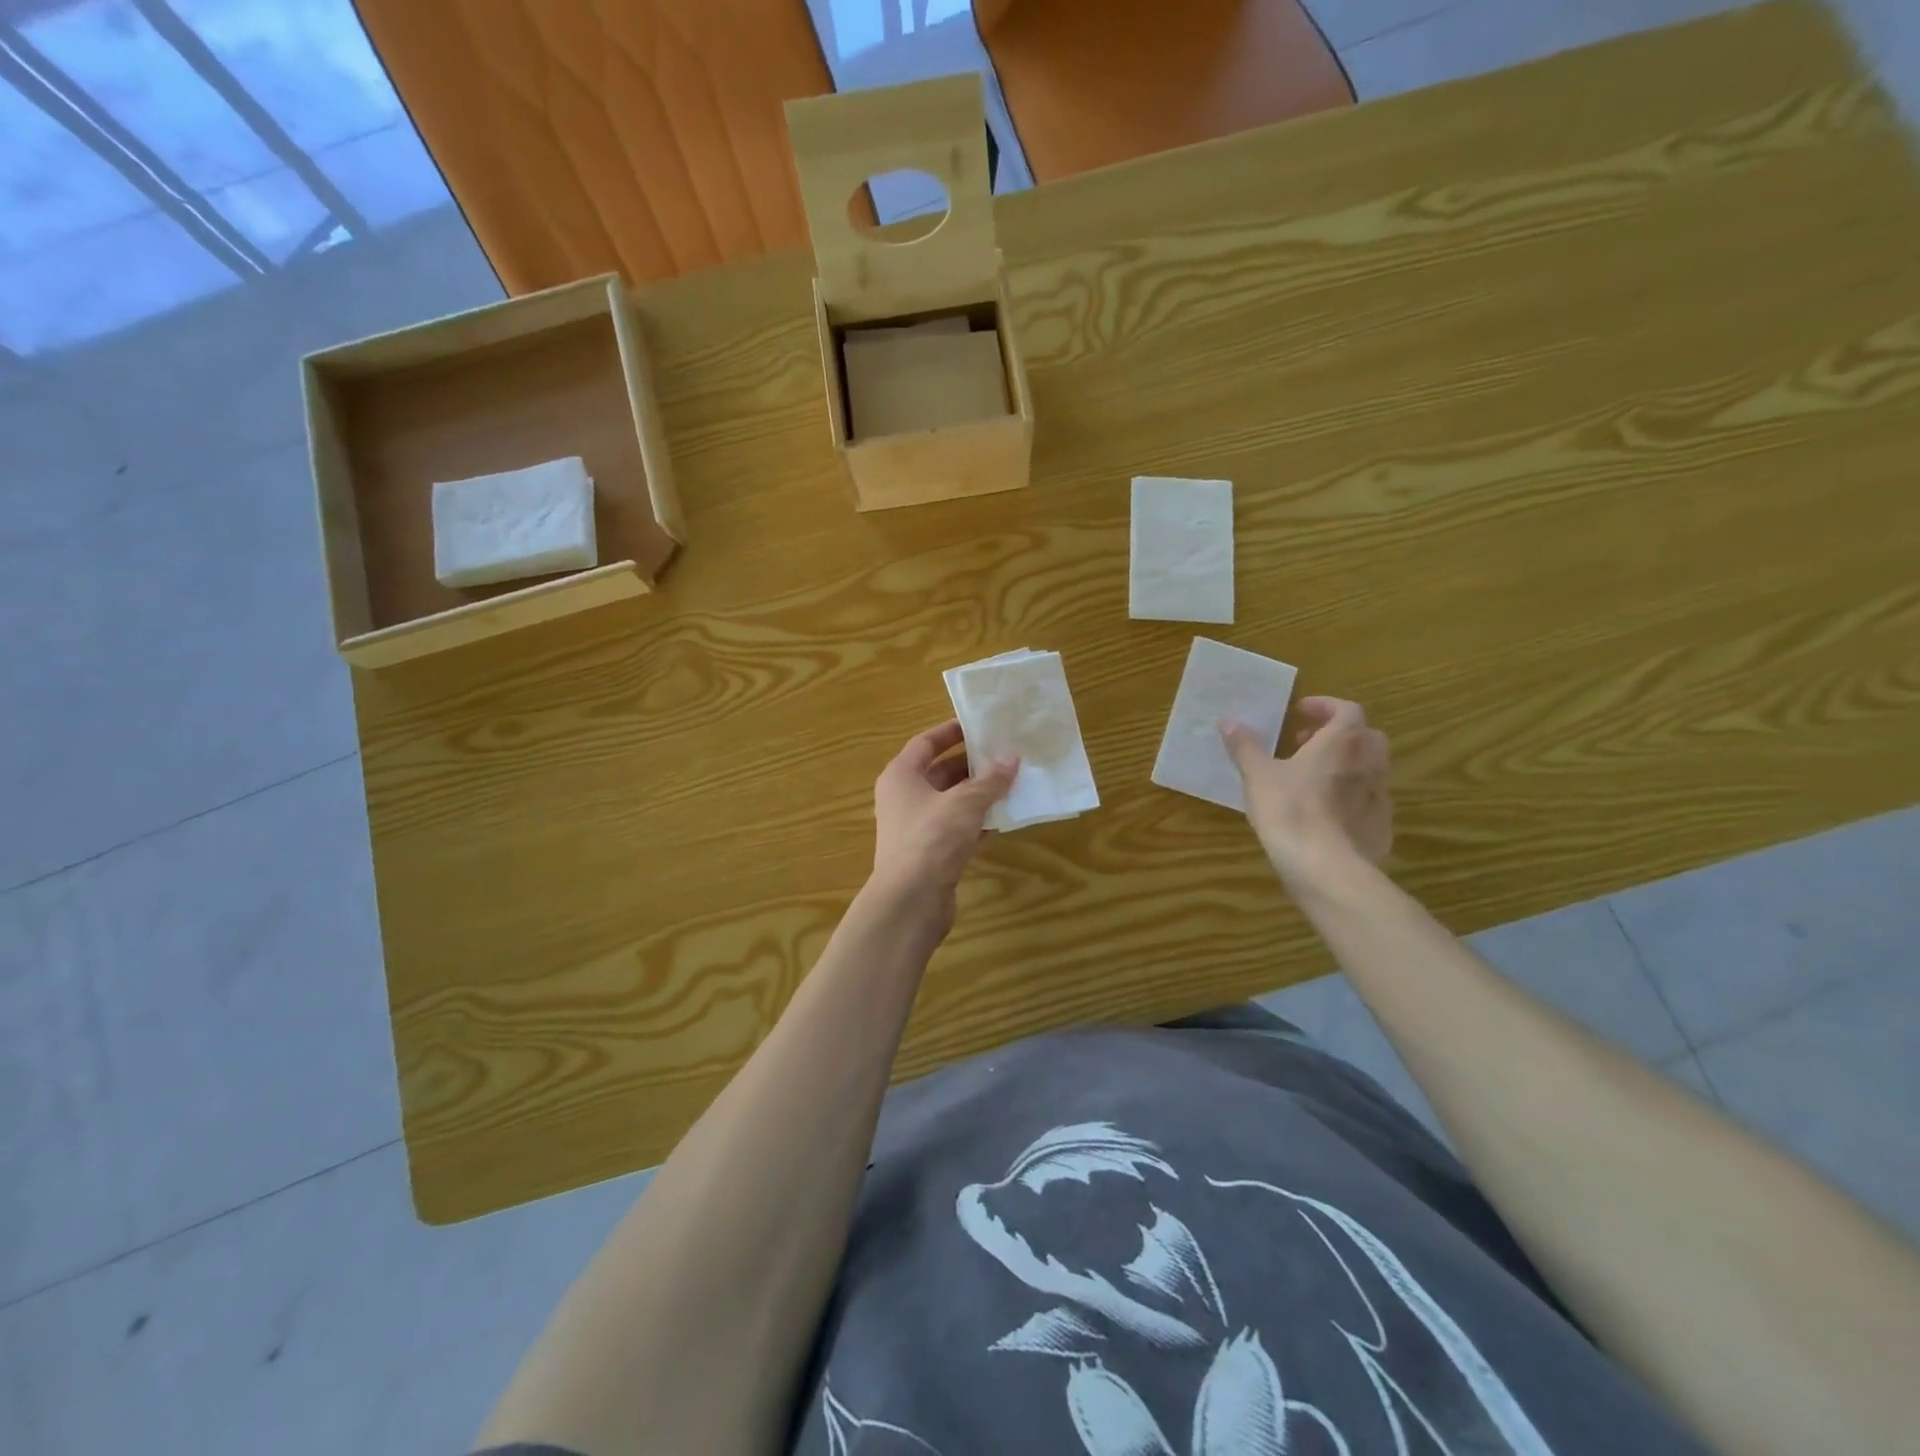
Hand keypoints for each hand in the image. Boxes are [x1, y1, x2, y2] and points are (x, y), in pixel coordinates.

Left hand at [869, 720, 1016, 933]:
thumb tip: (1011, 758)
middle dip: (972, 764)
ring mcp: (915, 827)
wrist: (910, 901)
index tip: (979, 725)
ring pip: (951, 802)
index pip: (925, 743)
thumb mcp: (965, 803)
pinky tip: (1004, 817)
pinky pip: (956, 828)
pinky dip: (977, 821)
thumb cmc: (932, 839)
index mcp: (901, 776)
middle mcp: (904, 798)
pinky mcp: (930, 853)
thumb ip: (990, 780)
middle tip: (1005, 754)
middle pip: (940, 772)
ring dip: (978, 794)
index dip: (951, 732)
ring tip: (1013, 782)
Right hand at [1220, 697, 1391, 890]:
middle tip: (1307, 743)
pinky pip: (1370, 802)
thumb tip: (1227, 720)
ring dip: (1347, 765)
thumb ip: (1245, 746)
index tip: (1300, 711)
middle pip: (1366, 736)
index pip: (1347, 709)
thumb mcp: (1258, 775)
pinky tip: (1327, 813)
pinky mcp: (1381, 826)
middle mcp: (1369, 763)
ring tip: (1314, 778)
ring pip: (1370, 769)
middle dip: (1339, 735)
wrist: (1323, 865)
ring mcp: (1381, 796)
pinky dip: (1352, 798)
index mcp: (1343, 742)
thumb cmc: (1289, 809)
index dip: (1325, 706)